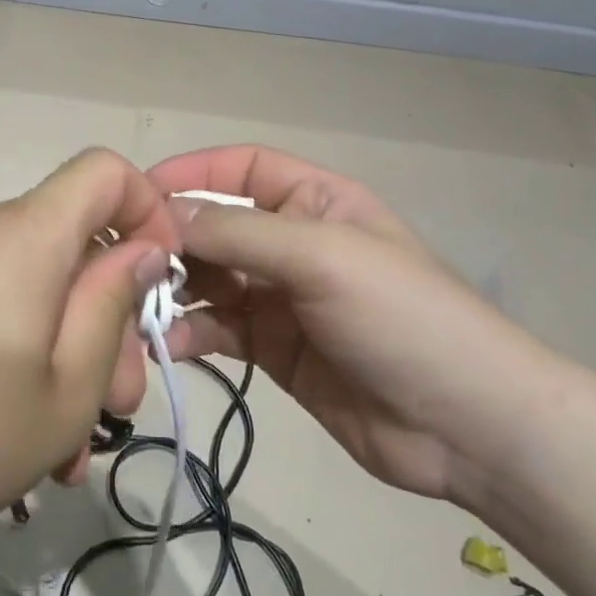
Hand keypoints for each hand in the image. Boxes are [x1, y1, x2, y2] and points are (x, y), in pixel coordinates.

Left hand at [0, 149, 176, 562]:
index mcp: (26, 233)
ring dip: (69, 352)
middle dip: (109, 317)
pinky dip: (26, 352)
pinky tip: (24, 436)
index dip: (147, 212)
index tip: (157, 284)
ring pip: (39, 286)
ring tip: (69, 446)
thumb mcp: (67, 388)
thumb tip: (140, 251)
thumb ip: (113, 305)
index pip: (105, 170)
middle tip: (118, 405)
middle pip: (74, 243)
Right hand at [148, 145, 552, 500]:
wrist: (467, 427)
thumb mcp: (321, 257)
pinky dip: (190, 332)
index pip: (240, 168)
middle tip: (127, 261)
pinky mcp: (274, 351)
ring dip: (174, 288)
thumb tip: (165, 216)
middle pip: (217, 225)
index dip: (191, 172)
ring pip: (211, 280)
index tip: (138, 194)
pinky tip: (169, 344)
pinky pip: (219, 329)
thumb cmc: (401, 316)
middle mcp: (293, 243)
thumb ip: (239, 232)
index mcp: (315, 202)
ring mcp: (282, 299)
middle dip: (174, 238)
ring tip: (139, 306)